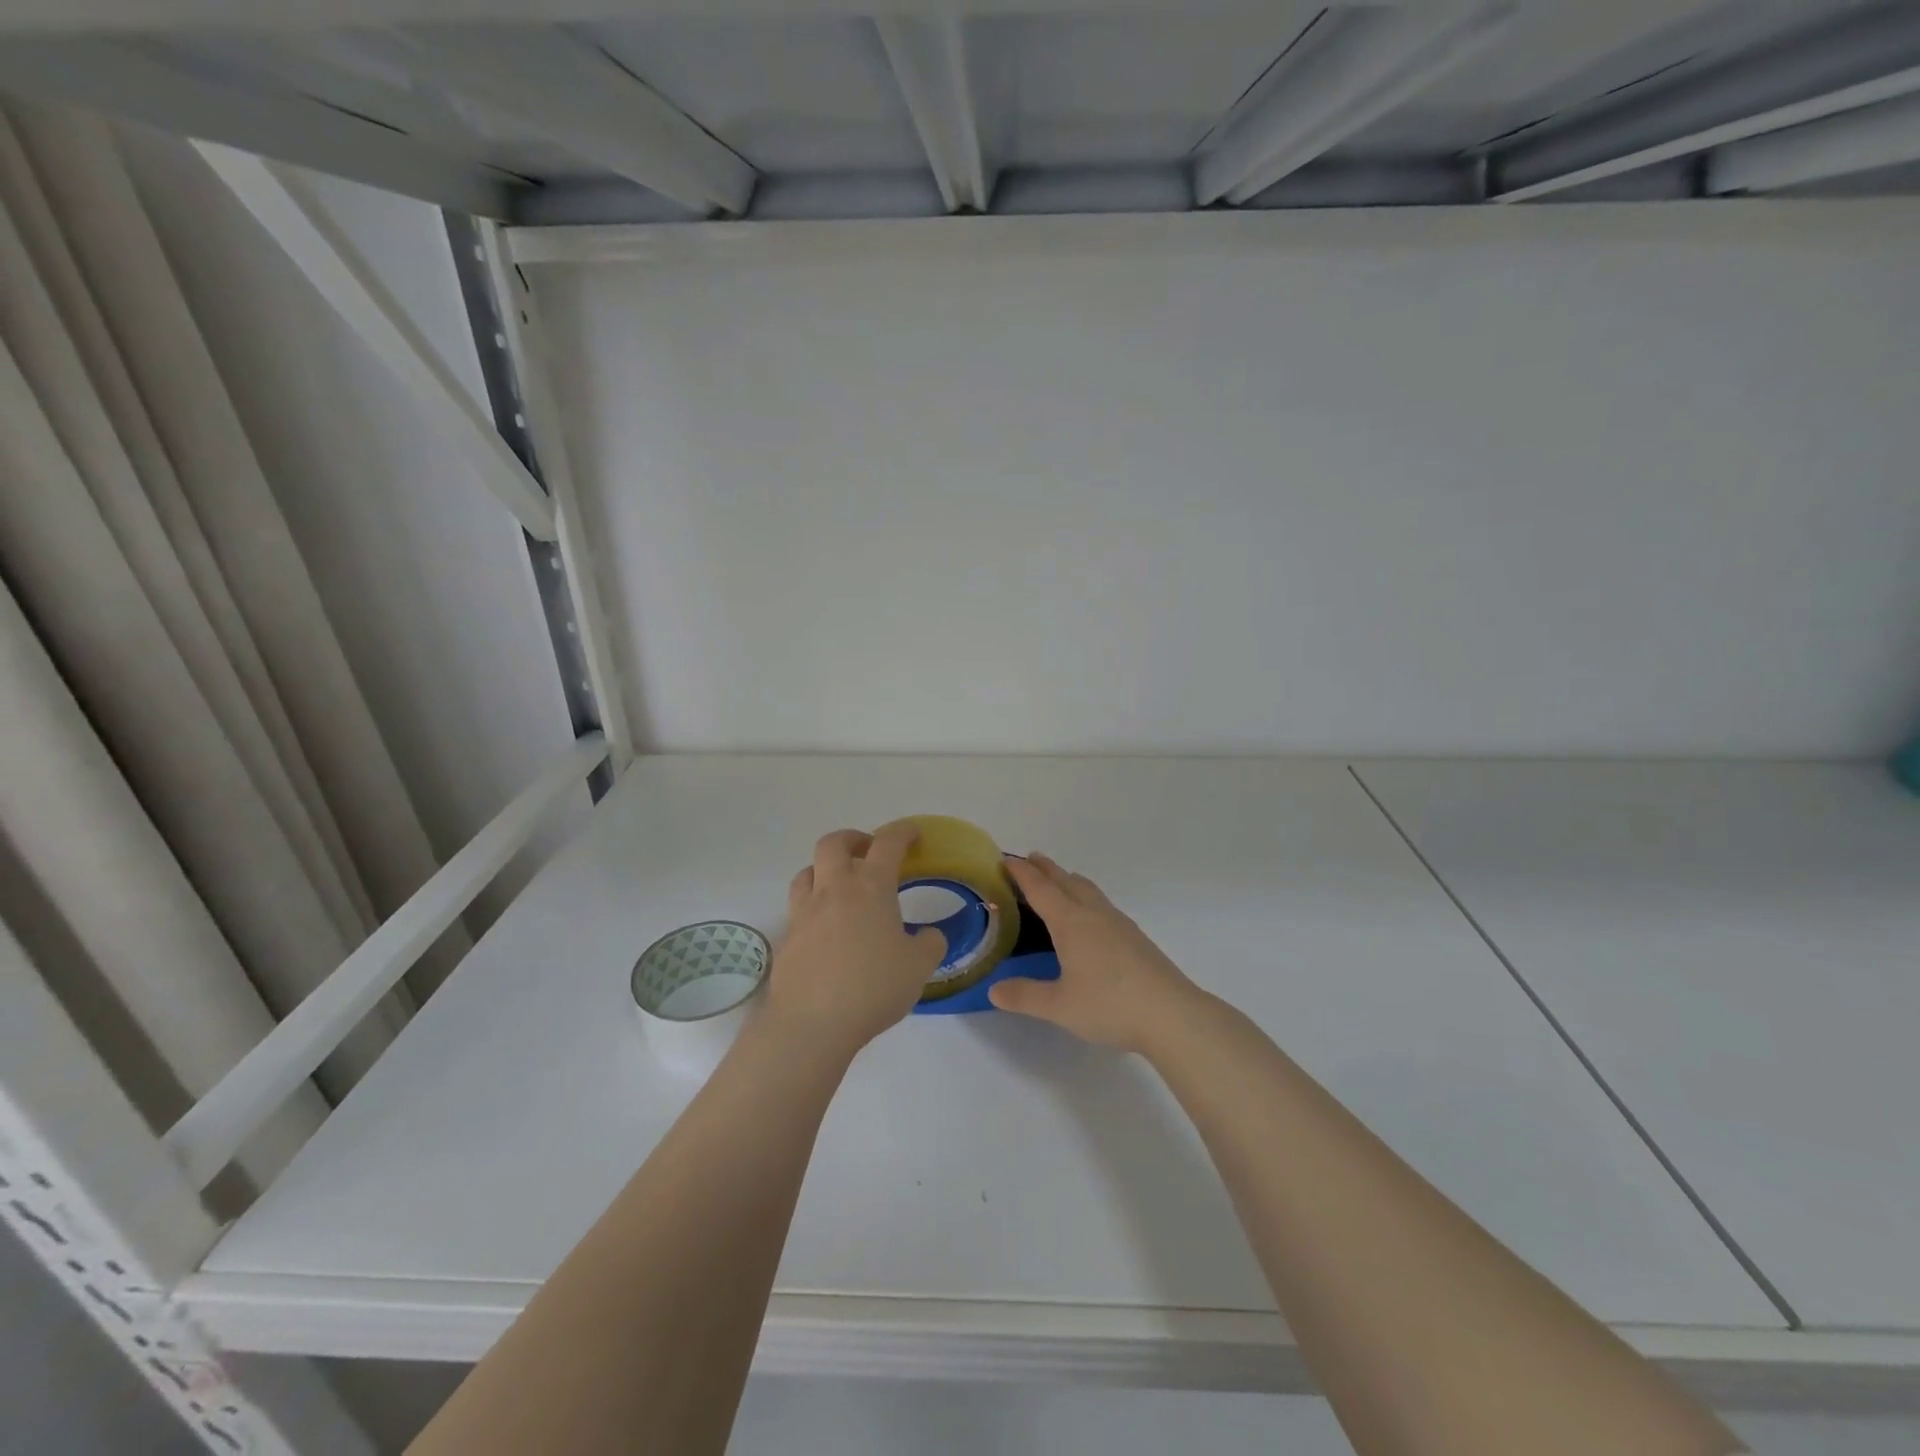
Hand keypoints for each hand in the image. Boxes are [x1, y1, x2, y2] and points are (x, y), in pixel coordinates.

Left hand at [763, 822, 947, 1060]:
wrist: (811, 1024)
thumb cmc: (873, 987)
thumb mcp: (919, 967)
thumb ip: (930, 944)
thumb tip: (929, 936)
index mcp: (870, 888)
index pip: (887, 843)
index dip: (902, 832)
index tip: (913, 834)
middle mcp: (833, 890)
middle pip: (833, 843)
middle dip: (853, 839)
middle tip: (869, 852)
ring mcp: (804, 913)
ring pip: (807, 872)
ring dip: (825, 869)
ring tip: (841, 887)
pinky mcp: (786, 939)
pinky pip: (798, 909)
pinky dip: (814, 908)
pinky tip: (827, 932)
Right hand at [988, 854, 1202, 1053]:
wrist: (1171, 1014)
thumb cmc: (1109, 1005)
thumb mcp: (1059, 1006)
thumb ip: (1024, 996)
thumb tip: (994, 990)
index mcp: (1070, 922)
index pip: (1040, 889)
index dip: (1021, 873)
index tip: (1005, 859)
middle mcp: (1093, 914)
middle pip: (1066, 881)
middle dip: (1045, 869)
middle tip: (1029, 859)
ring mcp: (1118, 923)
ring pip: (1088, 890)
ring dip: (1068, 879)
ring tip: (1059, 880)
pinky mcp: (1135, 937)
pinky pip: (1102, 904)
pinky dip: (1086, 897)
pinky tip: (1091, 916)